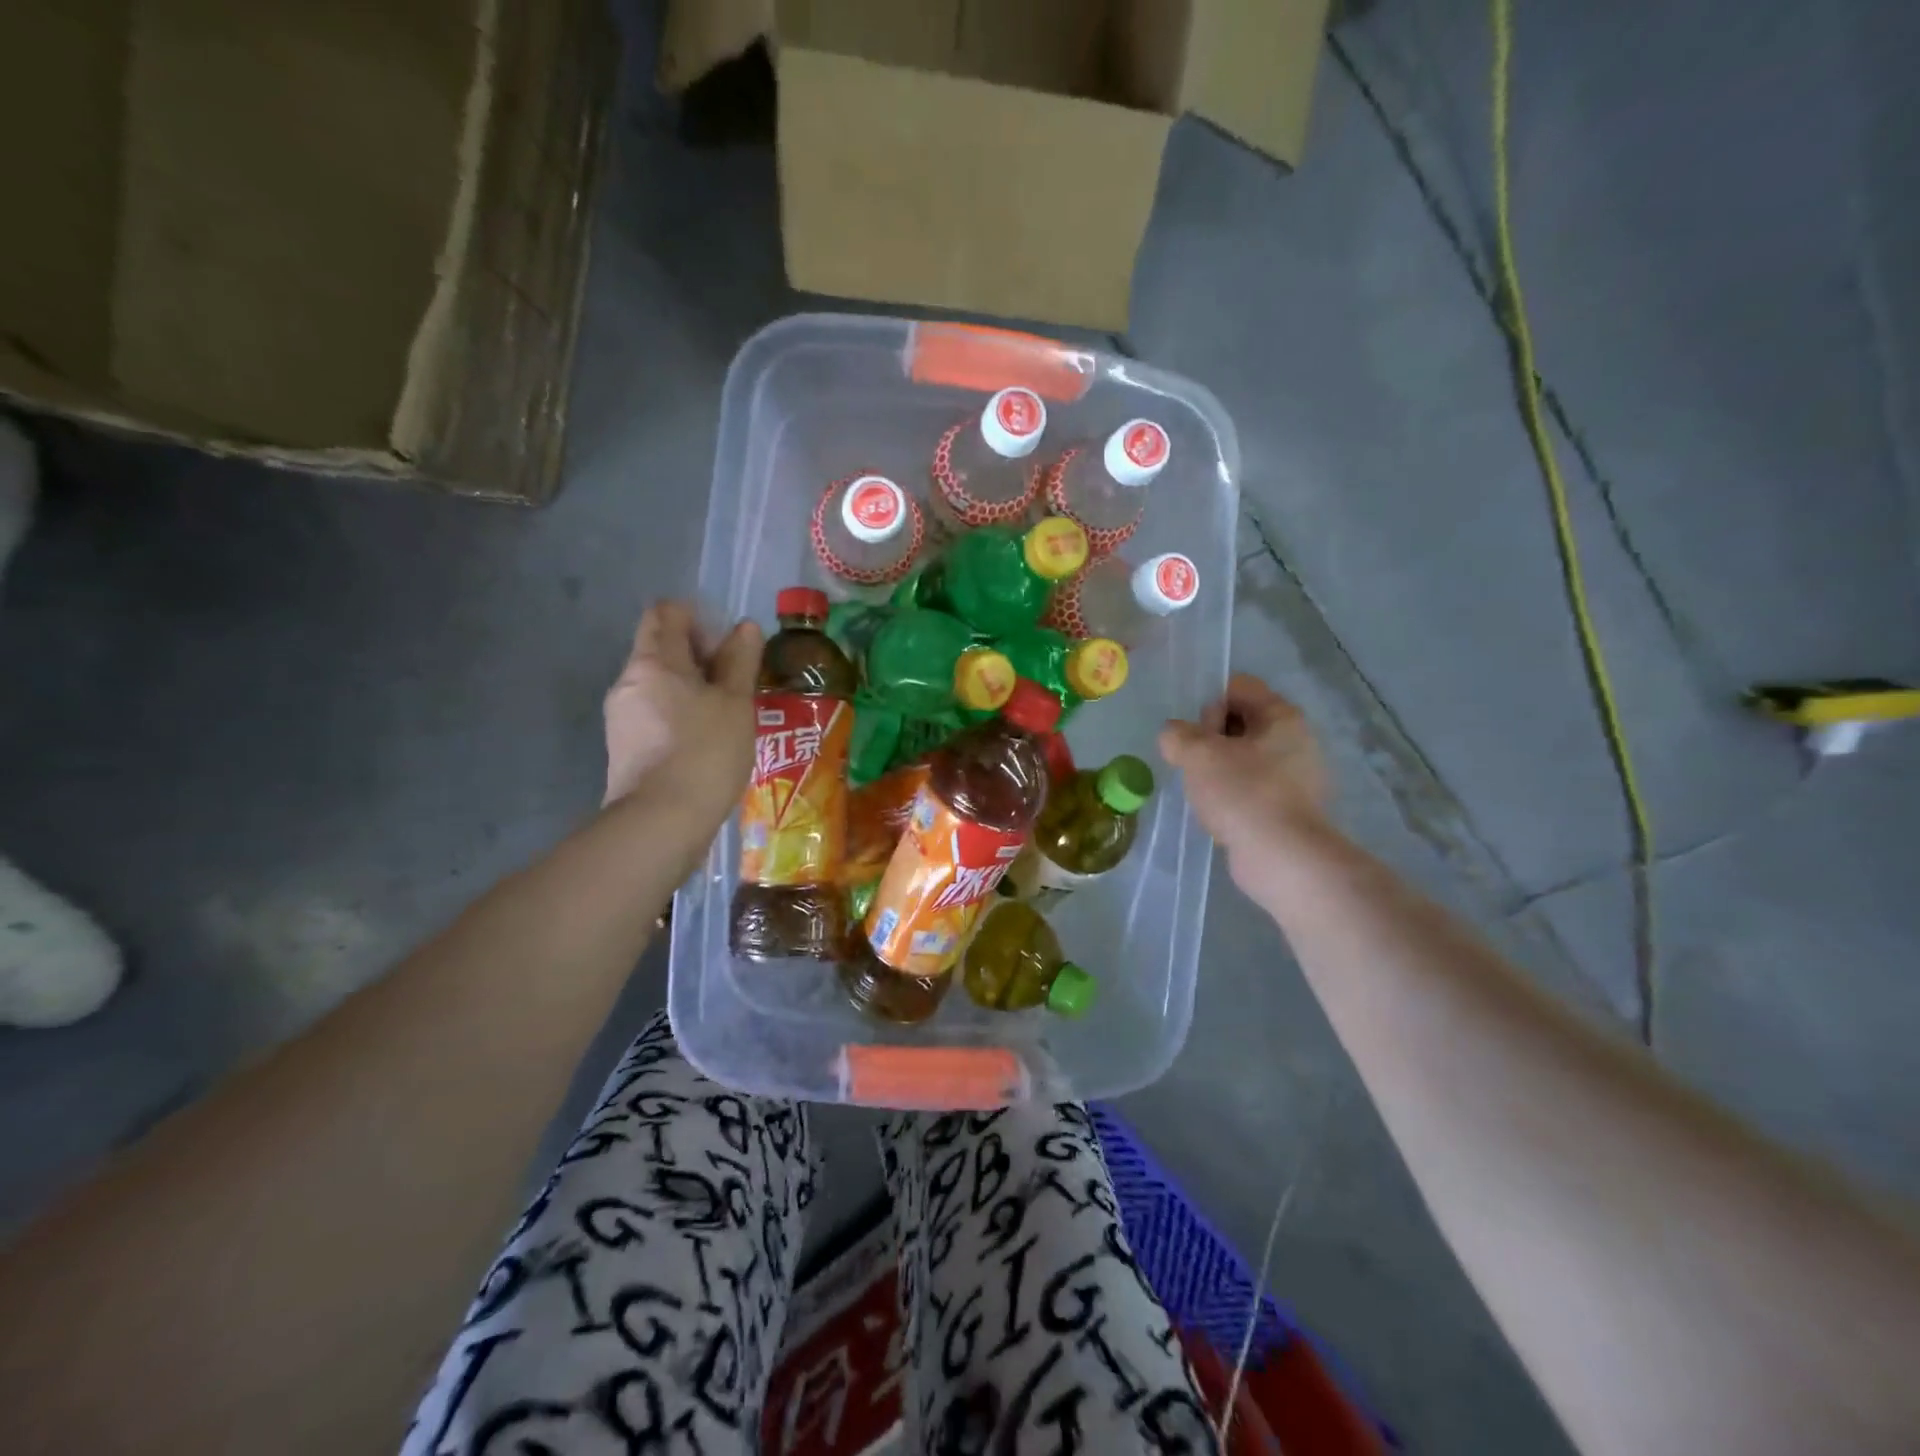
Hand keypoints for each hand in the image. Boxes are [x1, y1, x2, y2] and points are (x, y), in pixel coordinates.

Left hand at [603, 602, 761, 819]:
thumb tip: (744, 627)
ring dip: (690, 689)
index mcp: (654, 661)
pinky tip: (705, 742)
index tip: (727, 645)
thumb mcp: (736, 703)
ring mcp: (620, 716)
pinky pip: (653, 714)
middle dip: (698, 657)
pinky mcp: (623, 748)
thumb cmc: (706, 752)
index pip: (666, 613)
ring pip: (658, 685)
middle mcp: (628, 681)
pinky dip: (678, 715)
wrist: (661, 822)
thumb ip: (740, 661)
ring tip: (725, 716)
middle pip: (661, 649)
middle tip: (736, 683)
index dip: (697, 618)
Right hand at [1159, 673, 1331, 884]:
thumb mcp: (1197, 754)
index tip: (1197, 735)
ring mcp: (1296, 777)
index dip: (1209, 704)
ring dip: (1217, 770)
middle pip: (1240, 722)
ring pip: (1243, 758)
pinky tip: (1219, 814)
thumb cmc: (1243, 793)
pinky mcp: (1289, 808)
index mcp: (1282, 716)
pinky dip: (1232, 796)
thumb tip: (1174, 735)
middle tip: (1196, 766)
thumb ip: (1177, 735)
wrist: (1283, 858)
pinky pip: (1251, 789)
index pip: (1238, 687)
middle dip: (1209, 739)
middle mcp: (1295, 740)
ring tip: (1203, 793)